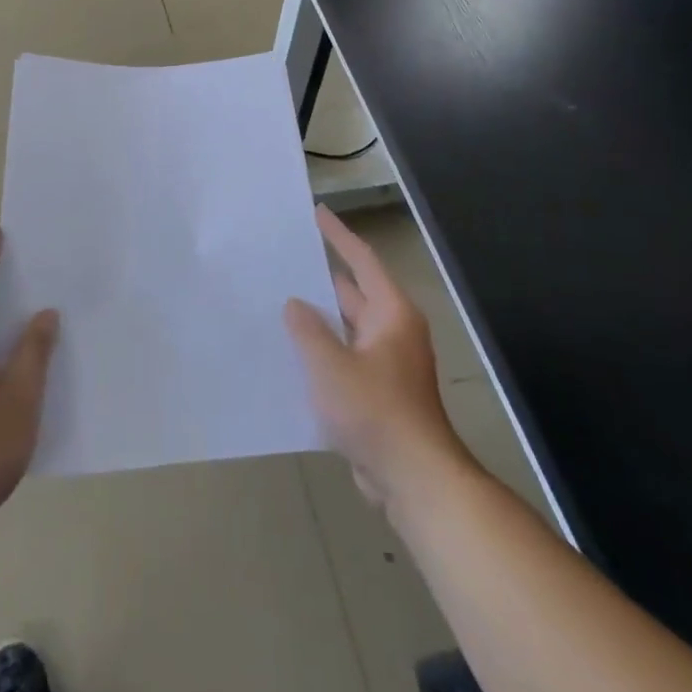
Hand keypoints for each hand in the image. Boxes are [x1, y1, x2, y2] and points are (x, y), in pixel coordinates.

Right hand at [285, 207, 466, 508]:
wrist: (414, 479)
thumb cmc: (376, 412)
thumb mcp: (331, 366)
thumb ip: (308, 330)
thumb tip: (295, 304)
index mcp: (391, 314)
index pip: (362, 261)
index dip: (338, 235)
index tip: (316, 212)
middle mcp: (392, 331)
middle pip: (353, 292)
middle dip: (320, 276)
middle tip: (283, 258)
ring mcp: (386, 363)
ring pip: (346, 327)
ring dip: (318, 317)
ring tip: (277, 299)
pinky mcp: (377, 391)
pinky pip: (344, 356)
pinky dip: (322, 349)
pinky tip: (290, 352)